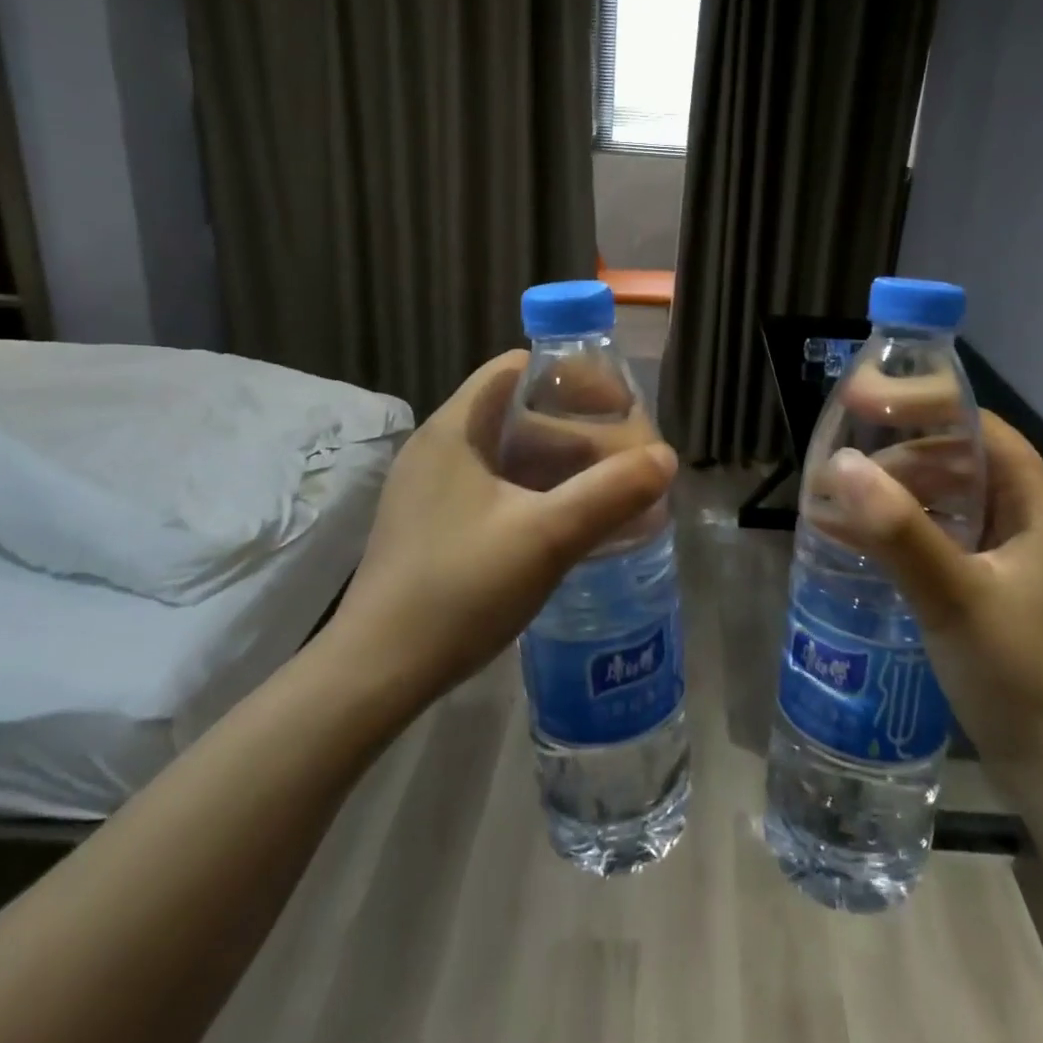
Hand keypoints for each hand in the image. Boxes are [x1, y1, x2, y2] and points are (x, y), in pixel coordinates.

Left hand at [325, 351, 676, 714]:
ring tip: (609, 490)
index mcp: (455, 430)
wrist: (376, 674)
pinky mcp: (434, 526)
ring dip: (560, 466)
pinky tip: (568, 524)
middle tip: (624, 457)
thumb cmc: (459, 589)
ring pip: (508, 456)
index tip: (616, 406)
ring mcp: (432, 490)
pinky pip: (496, 490)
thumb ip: (610, 493)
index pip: (516, 369)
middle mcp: (439, 449)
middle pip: (517, 412)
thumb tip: (666, 457)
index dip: (570, 377)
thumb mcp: (546, 538)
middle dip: (576, 428)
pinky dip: (537, 494)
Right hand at [823, 412, 1042, 797]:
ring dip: (893, 500)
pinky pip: (946, 539)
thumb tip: (839, 463)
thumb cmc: (1018, 677)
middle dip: (895, 462)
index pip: (978, 428)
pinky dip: (904, 534)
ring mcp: (1018, 556)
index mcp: (1041, 505)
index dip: (919, 407)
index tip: (858, 405)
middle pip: (959, 463)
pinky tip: (855, 542)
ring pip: (949, 502)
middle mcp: (1034, 520)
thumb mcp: (953, 597)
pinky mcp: (999, 587)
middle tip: (839, 474)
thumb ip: (898, 529)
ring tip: (835, 507)